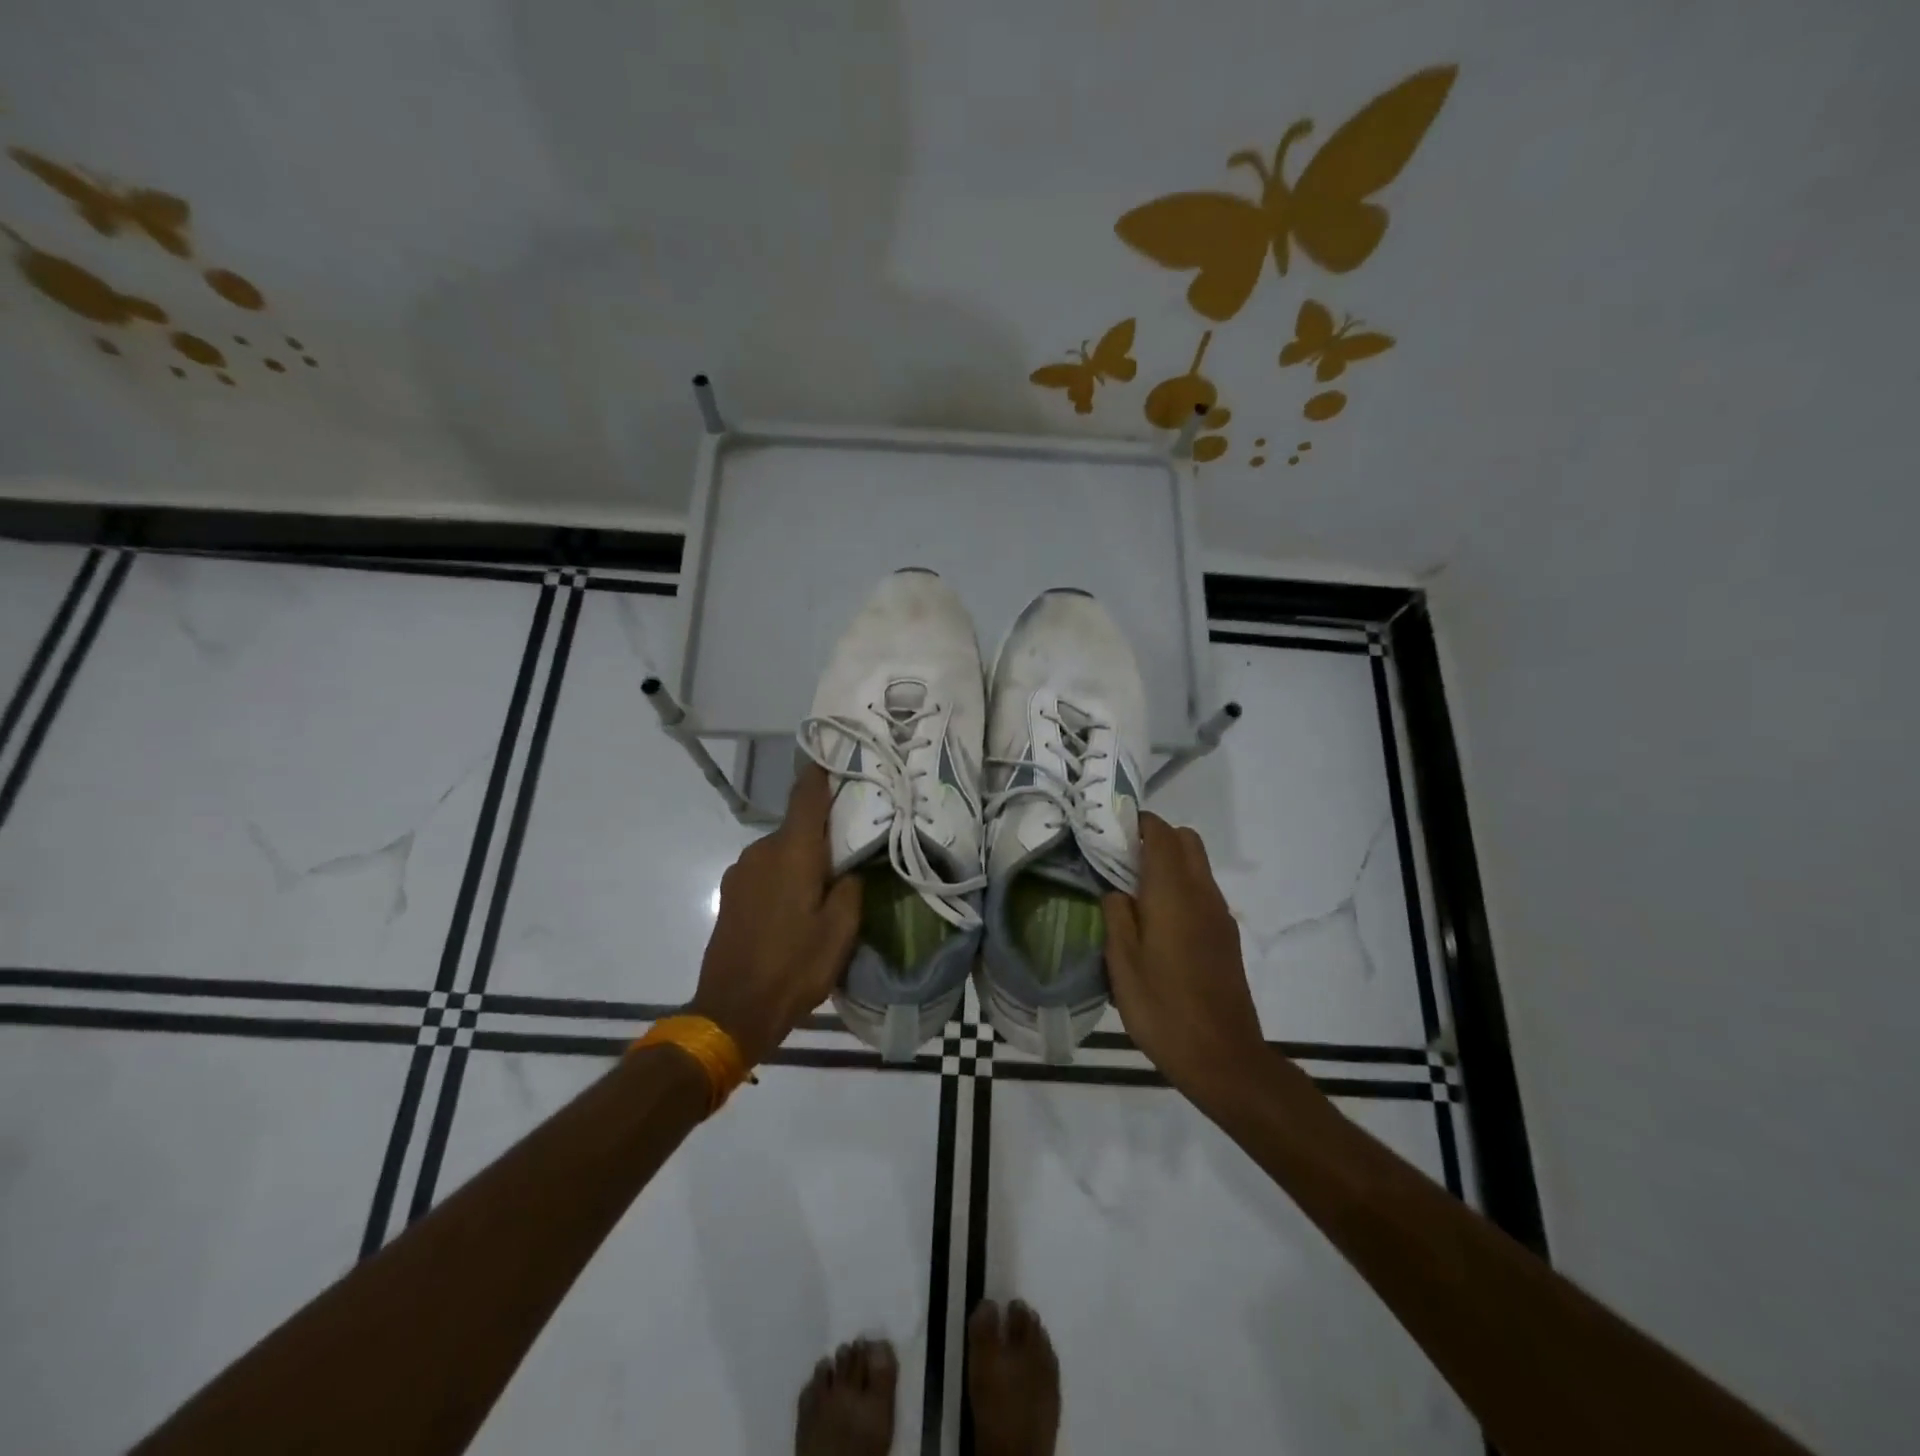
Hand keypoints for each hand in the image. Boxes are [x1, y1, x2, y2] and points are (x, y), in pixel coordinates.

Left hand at [690, 763, 862, 1066]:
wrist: (731, 1011)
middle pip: (798, 827)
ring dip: (803, 860)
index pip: (806, 796)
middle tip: (853, 848)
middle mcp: (762, 851)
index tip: (837, 756)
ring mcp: (740, 872)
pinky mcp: (730, 894)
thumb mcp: (840, 931)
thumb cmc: (794, 967)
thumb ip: (851, 889)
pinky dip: (784, 877)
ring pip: (781, 852)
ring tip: (826, 886)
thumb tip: (850, 870)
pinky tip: (796, 908)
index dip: (821, 772)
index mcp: (792, 852)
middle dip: (823, 833)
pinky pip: (765, 871)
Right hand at [1103, 813, 1267, 1101]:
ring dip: (1169, 865)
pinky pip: (1202, 893)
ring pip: (1197, 866)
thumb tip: (1116, 892)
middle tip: (1121, 860)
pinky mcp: (1227, 937)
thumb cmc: (1163, 1008)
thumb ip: (1116, 916)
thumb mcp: (1122, 963)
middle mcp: (1203, 894)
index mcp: (1174, 893)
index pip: (1162, 834)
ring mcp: (1220, 916)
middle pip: (1186, 841)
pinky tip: (1157, 925)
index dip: (1137, 823)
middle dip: (1156, 838)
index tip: (1110, 831)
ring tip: (1134, 893)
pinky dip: (1181, 889)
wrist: (1222, 1057)